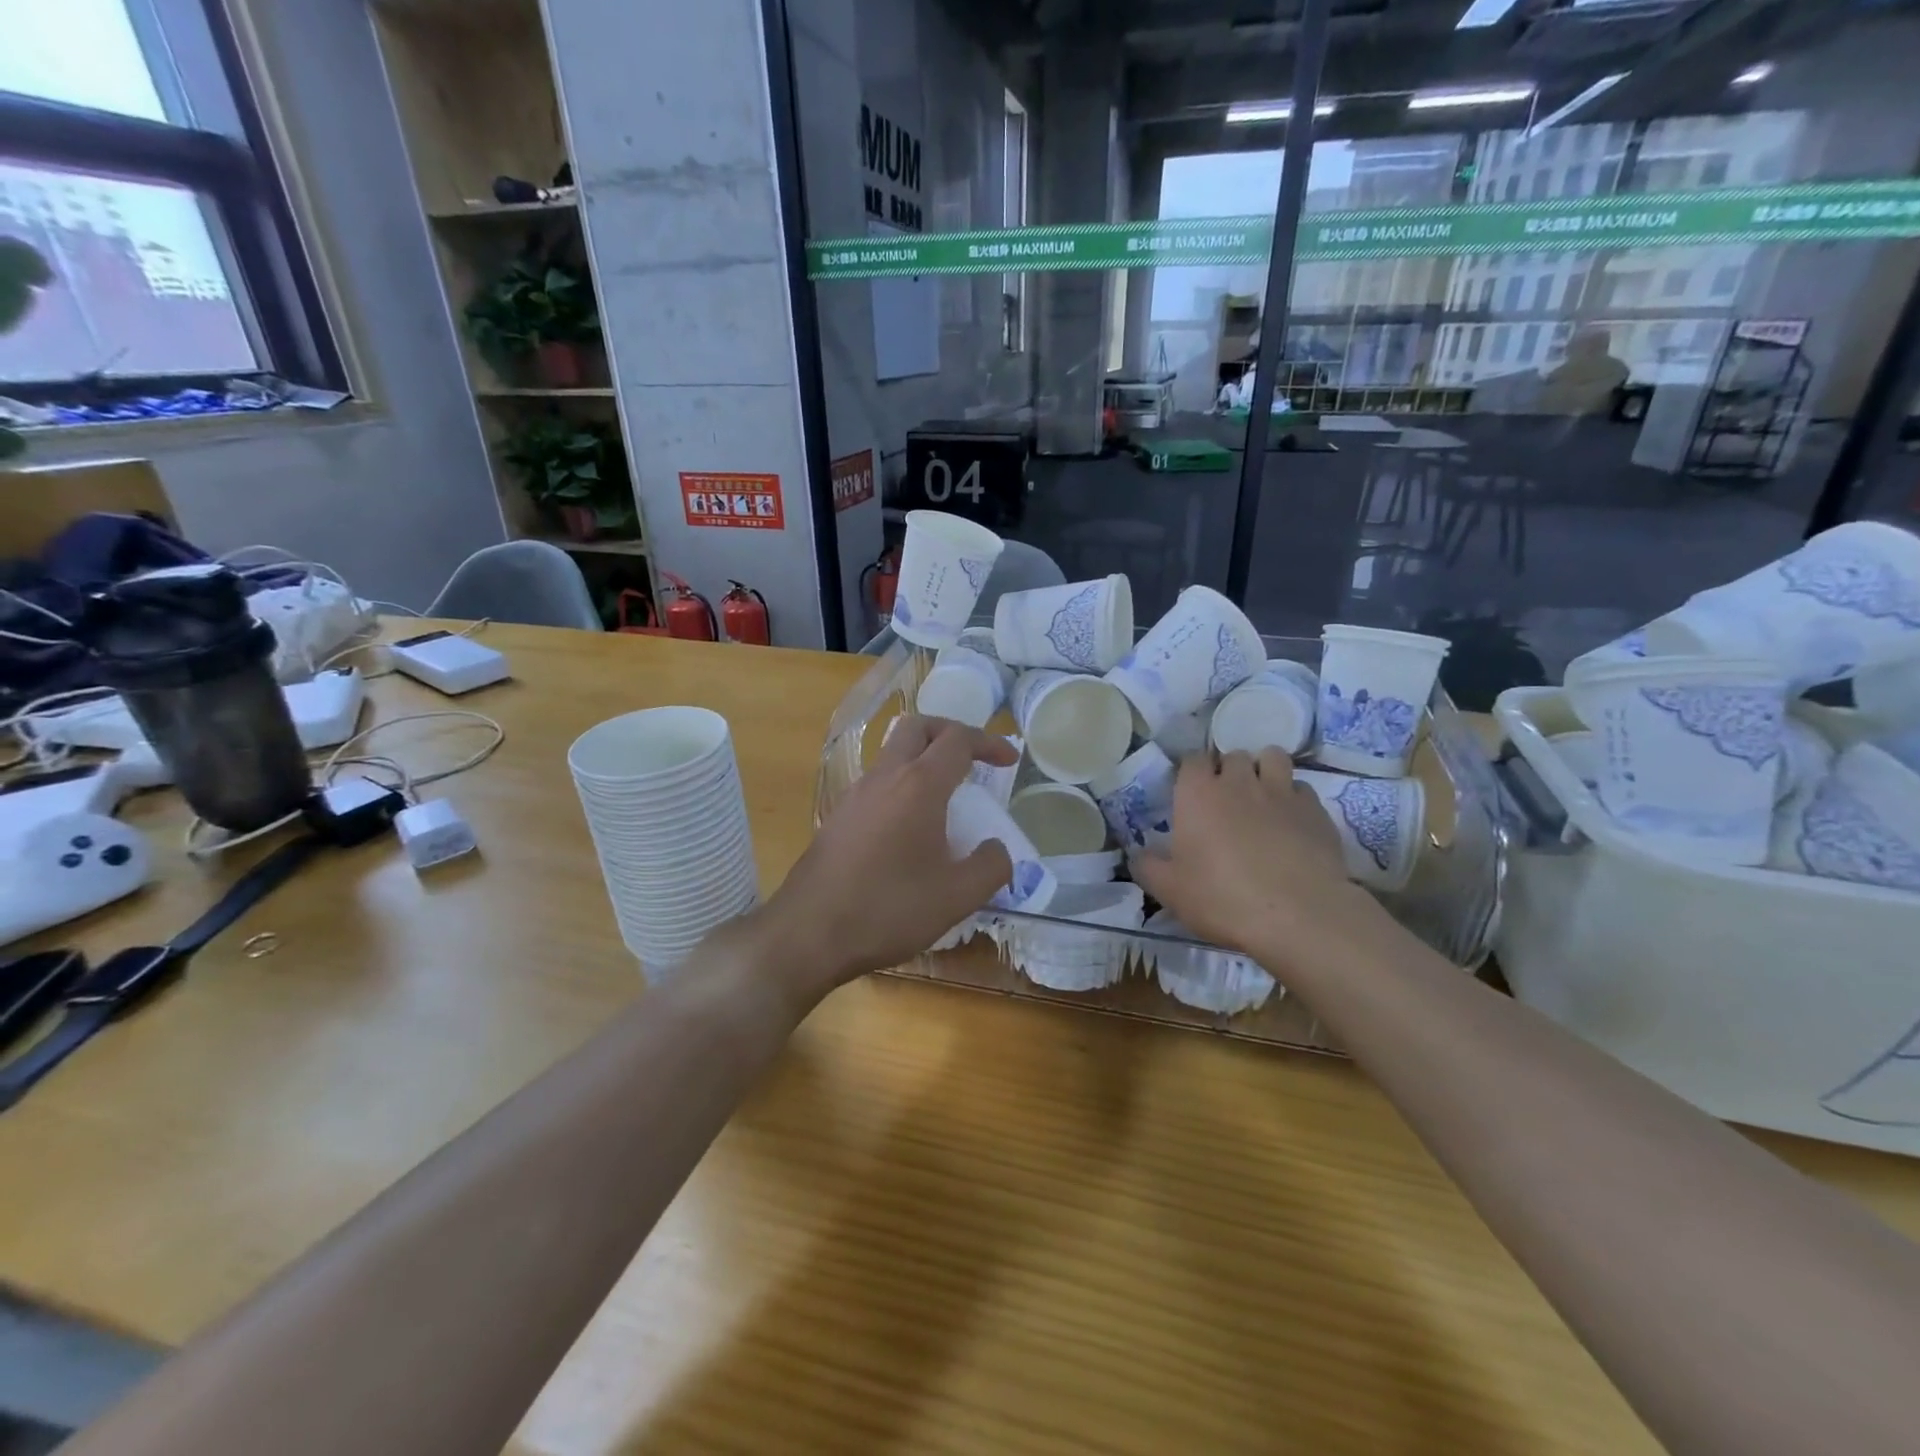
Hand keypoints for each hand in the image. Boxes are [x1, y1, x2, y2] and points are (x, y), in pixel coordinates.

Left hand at [757, 716, 1017, 1001]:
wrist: (808, 933)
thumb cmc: (888, 909)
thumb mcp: (957, 897)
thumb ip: (991, 866)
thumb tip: (996, 849)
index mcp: (919, 786)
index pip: (958, 740)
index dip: (989, 743)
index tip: (1009, 760)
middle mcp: (884, 777)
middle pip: (917, 727)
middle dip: (949, 732)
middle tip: (973, 759)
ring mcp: (855, 795)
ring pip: (892, 754)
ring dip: (922, 759)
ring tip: (945, 797)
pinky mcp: (838, 816)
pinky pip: (876, 783)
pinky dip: (901, 786)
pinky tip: (909, 828)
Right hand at [1130, 749, 1382, 966]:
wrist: (1298, 916)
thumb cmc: (1222, 899)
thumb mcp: (1169, 891)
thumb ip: (1148, 867)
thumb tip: (1138, 855)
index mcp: (1198, 794)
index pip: (1191, 760)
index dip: (1191, 773)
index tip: (1190, 793)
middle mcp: (1239, 781)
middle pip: (1233, 755)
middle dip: (1228, 770)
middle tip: (1225, 800)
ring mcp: (1282, 791)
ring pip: (1273, 757)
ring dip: (1264, 770)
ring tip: (1261, 796)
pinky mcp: (1316, 810)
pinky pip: (1302, 789)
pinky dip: (1294, 798)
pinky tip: (1291, 822)